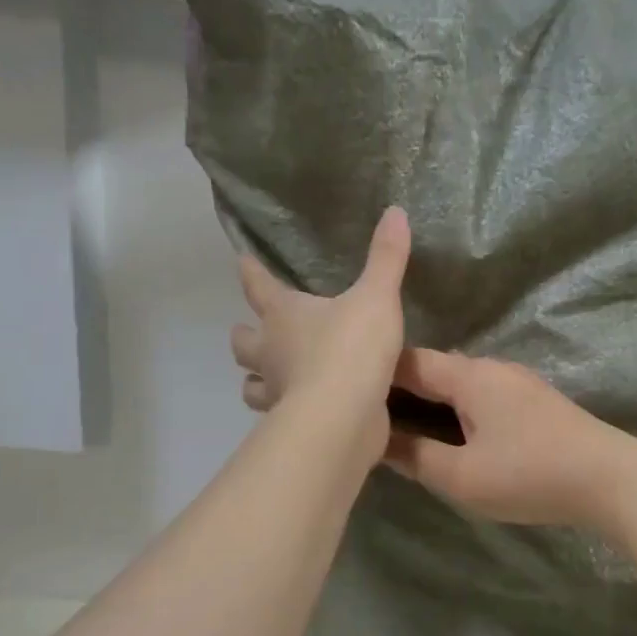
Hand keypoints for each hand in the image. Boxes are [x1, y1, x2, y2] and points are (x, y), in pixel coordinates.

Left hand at [230, 208, 410, 467]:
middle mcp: (270, 351)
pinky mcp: (291, 423)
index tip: (241, 260)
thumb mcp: (376, 297)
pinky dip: (284, 409)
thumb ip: (386, 258)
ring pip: (251, 384)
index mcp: (283, 314)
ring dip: (256, 378)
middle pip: (243, 341)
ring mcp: (277, 391)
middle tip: (254, 330)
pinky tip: (300, 407)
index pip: (258, 285)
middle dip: (245, 334)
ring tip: (271, 374)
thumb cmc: (351, 349)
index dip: (251, 271)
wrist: (343, 418)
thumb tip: (395, 211)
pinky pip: (278, 414)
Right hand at [384, 349, 636, 525]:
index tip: (349, 393)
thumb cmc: (529, 474)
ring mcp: (517, 382)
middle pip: (434, 369)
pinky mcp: (534, 401)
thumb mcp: (461, 476)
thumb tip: (378, 441)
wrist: (611, 479)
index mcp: (468, 376)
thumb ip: (415, 457)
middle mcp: (490, 368)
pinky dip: (457, 408)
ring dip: (431, 400)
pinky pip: (481, 395)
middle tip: (372, 416)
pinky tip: (452, 432)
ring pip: (459, 383)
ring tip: (405, 427)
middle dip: (402, 388)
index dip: (376, 373)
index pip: (409, 362)